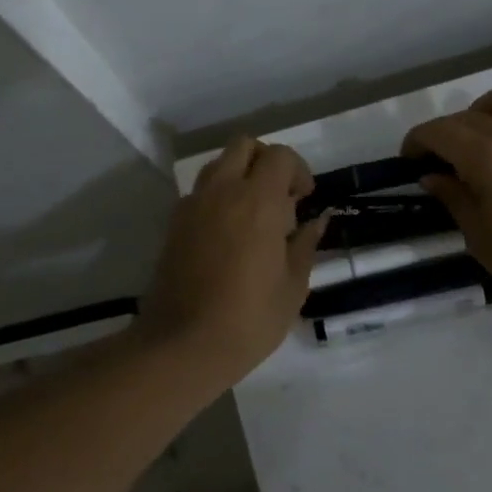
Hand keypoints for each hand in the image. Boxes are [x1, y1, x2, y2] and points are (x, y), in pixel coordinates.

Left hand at [139, 138, 327, 384]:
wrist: (183, 345)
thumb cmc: (250, 319)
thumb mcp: (293, 286)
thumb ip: (306, 245)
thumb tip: (317, 221)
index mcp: (258, 201)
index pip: (280, 156)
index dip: (298, 170)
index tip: (305, 199)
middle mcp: (222, 192)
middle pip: (243, 146)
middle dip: (266, 162)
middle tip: (281, 198)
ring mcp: (192, 206)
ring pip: (218, 165)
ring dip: (240, 176)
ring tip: (255, 216)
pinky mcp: (174, 225)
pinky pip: (200, 193)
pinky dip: (219, 198)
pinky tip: (230, 235)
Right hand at [402, 84, 491, 312]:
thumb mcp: (480, 238)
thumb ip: (455, 199)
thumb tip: (433, 176)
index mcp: (489, 158)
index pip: (440, 132)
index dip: (417, 140)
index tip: (410, 159)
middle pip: (471, 116)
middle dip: (447, 132)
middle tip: (441, 160)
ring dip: (490, 108)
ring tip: (485, 133)